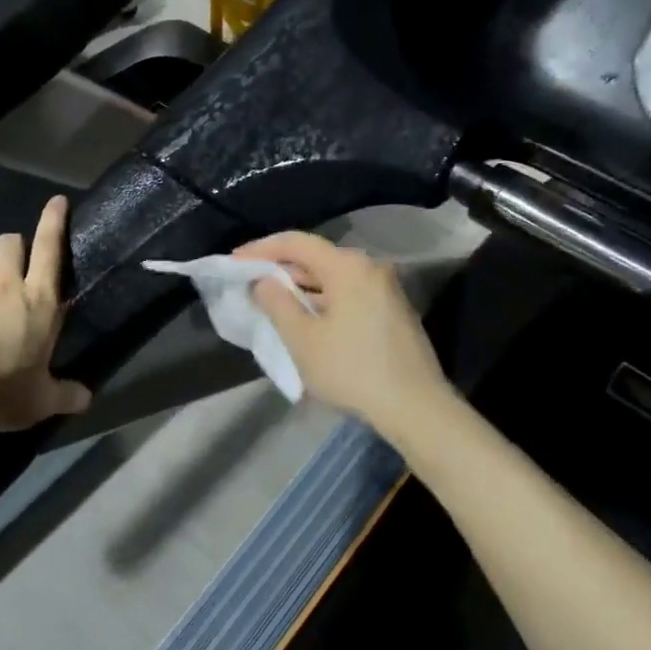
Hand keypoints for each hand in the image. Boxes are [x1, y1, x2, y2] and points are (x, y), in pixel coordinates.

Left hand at [0, 197, 91, 430]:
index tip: (57, 200)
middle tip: (21, 260)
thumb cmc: (4, 385)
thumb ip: (64, 395)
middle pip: (11, 245)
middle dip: (17, 244)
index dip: (54, 221)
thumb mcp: (40, 399)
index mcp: (38, 301)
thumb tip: (86, 399)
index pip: (50, 249)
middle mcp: (6, 289)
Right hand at [236, 233, 453, 446]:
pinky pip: (349, 291)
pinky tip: (306, 315)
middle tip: (249, 279)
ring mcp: (385, 288)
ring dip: (302, 284)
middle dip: (281, 266)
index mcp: (348, 266)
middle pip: (317, 256)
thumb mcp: (303, 339)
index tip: (234, 260)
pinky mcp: (392, 309)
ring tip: (272, 298)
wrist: (416, 407)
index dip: (262, 249)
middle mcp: (370, 267)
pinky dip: (323, 297)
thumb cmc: (353, 370)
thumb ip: (277, 303)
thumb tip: (262, 281)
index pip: (297, 242)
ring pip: (333, 276)